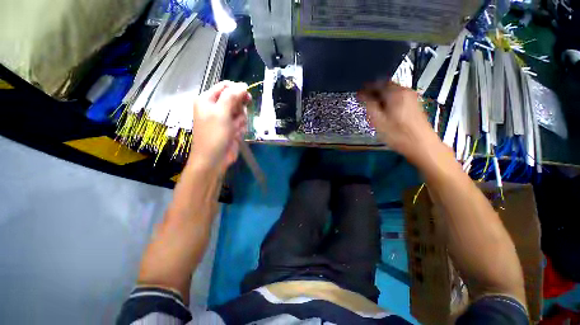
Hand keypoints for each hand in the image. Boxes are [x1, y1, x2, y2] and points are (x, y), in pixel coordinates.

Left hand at [190, 81, 249, 171]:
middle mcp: (215, 107)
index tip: (247, 98)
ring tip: (234, 129)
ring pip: (240, 112)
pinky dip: (241, 128)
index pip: (225, 87)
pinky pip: (241, 122)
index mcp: (207, 100)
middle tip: (237, 117)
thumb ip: (231, 97)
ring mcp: (224, 119)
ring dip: (240, 121)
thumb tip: (243, 85)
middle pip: (235, 99)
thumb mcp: (221, 113)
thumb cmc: (214, 135)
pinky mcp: (231, 128)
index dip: (237, 90)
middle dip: (239, 109)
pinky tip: (236, 135)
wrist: (214, 159)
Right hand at [359, 82, 436, 161]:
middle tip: (365, 99)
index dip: (365, 89)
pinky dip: (389, 100)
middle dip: (374, 91)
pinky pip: (398, 97)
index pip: (377, 84)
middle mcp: (405, 91)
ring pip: (392, 91)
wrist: (421, 144)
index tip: (359, 94)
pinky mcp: (414, 104)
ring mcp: (412, 98)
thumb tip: (362, 95)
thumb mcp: (378, 120)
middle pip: (386, 85)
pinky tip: (385, 110)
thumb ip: (369, 105)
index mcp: (395, 93)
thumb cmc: (398, 134)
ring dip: (381, 96)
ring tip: (373, 105)